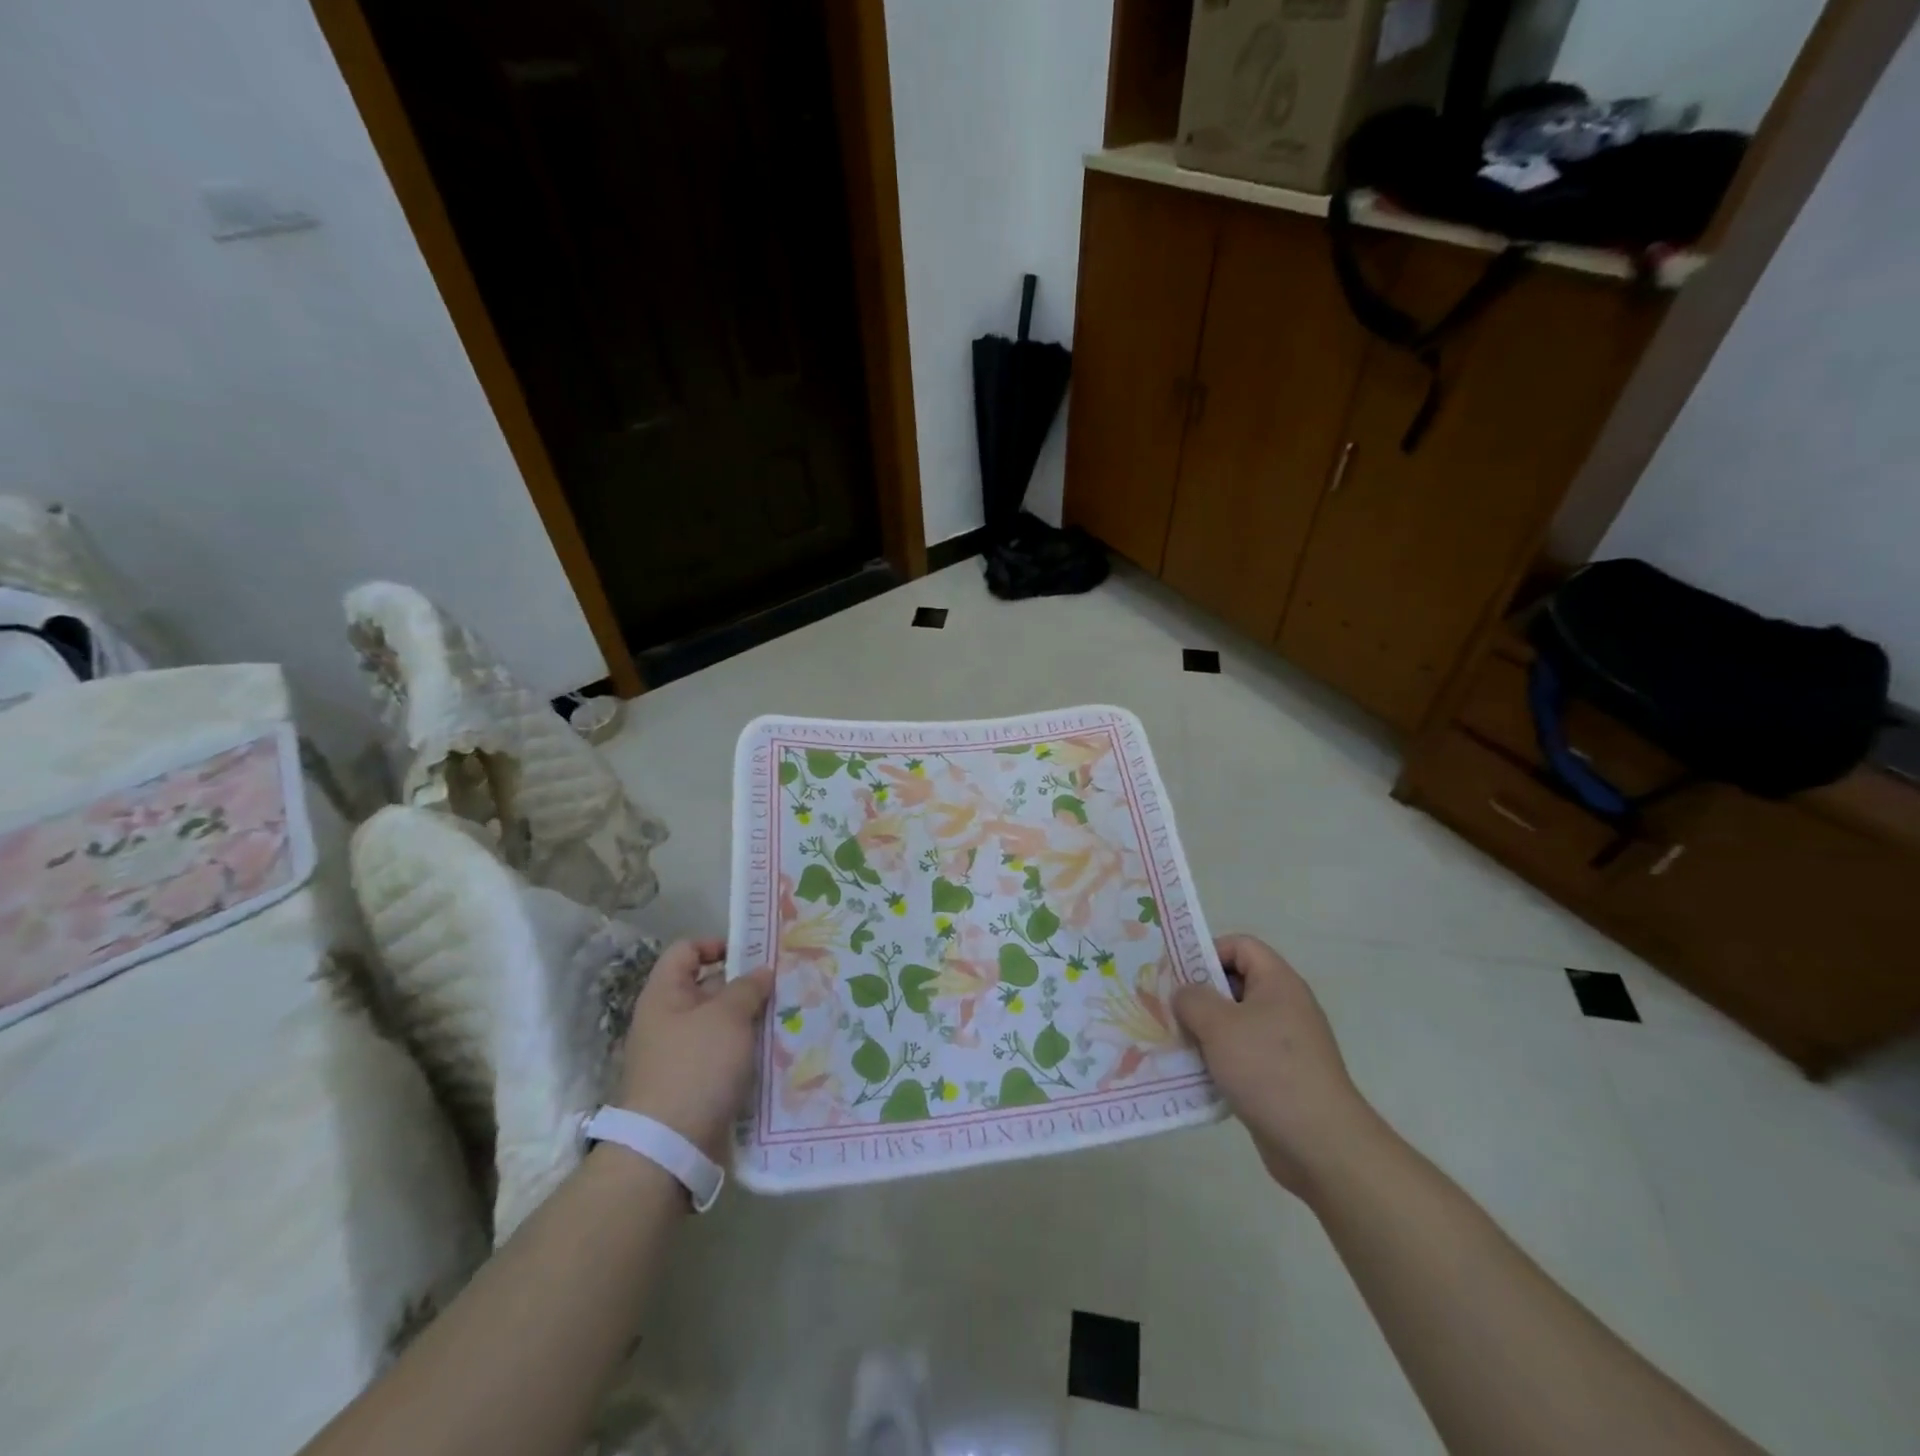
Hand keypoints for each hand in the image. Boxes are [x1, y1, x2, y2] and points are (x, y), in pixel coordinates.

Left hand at [616, 938, 773, 1158]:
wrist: (669, 1147)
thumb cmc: (696, 1067)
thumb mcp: (728, 1017)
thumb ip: (748, 988)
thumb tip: (762, 971)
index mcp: (665, 995)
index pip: (686, 951)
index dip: (717, 944)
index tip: (753, 954)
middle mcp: (668, 1020)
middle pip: (708, 987)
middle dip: (745, 985)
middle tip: (784, 984)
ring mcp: (680, 1054)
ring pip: (721, 1024)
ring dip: (750, 1020)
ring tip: (787, 1016)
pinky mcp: (694, 1084)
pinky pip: (724, 1055)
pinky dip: (746, 1050)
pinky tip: (775, 1051)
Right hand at [1173, 934, 1382, 1198]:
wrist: (1321, 1145)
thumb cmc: (1268, 1070)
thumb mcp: (1219, 1025)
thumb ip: (1193, 999)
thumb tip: (1184, 994)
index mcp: (1278, 982)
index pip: (1241, 946)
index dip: (1208, 952)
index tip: (1177, 974)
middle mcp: (1284, 1007)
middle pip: (1235, 983)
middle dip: (1199, 995)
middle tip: (1167, 1008)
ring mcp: (1284, 1044)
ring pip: (1234, 1023)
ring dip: (1204, 1031)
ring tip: (1173, 1042)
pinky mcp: (1280, 1077)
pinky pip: (1241, 1056)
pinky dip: (1217, 1060)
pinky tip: (1194, 1074)